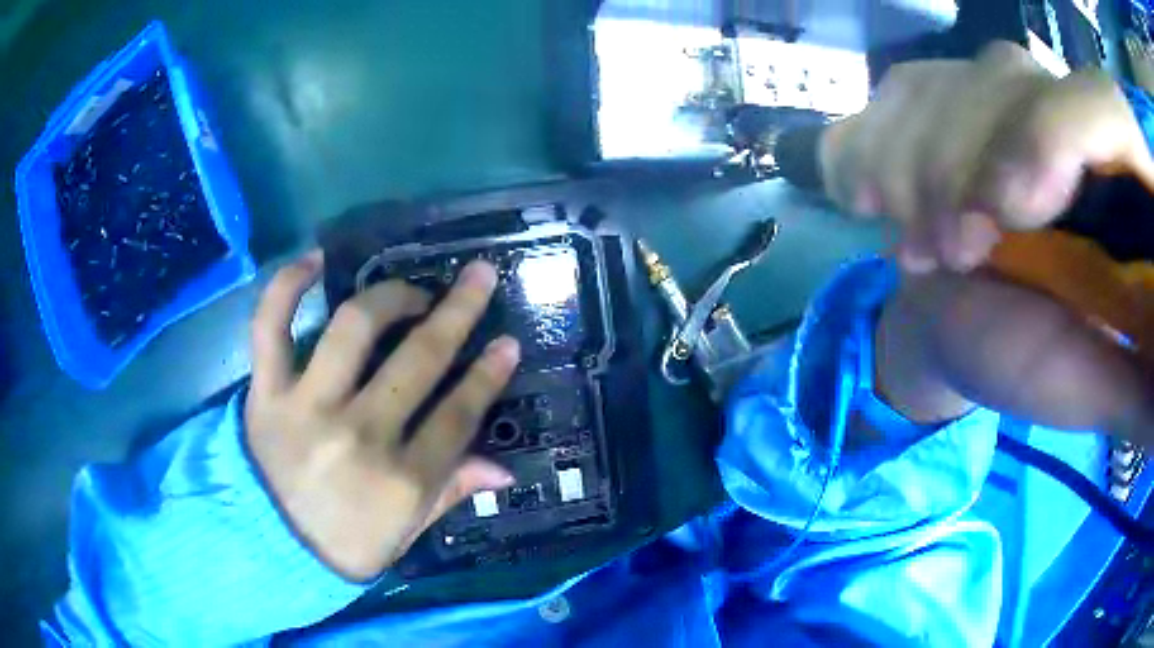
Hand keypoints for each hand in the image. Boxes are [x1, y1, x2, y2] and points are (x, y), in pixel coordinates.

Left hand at [244, 253, 519, 580]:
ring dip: (391, 296)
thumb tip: (503, 470)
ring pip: (354, 328)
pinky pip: (271, 327)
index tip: (507, 342)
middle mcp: (360, 435)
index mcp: (403, 480)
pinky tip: (314, 260)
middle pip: (419, 359)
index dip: (488, 374)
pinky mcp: (266, 394)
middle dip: (458, 311)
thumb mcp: (408, 533)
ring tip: (409, 292)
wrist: (273, 548)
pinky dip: (288, 285)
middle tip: (478, 277)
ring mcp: (308, 407)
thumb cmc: (346, 544)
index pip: (458, 413)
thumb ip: (451, 493)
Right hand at [820, 42, 1153, 441]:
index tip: (1010, 212)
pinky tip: (873, 201)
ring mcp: (990, 97)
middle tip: (954, 255)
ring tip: (920, 246)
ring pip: (948, 81)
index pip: (1101, 106)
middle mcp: (1059, 114)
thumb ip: (1140, 389)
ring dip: (915, 168)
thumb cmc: (1025, 362)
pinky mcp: (936, 96)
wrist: (950, 325)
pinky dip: (872, 145)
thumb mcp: (1092, 388)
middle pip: (1010, 79)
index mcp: (1113, 188)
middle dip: (969, 167)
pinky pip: (895, 91)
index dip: (1051, 133)